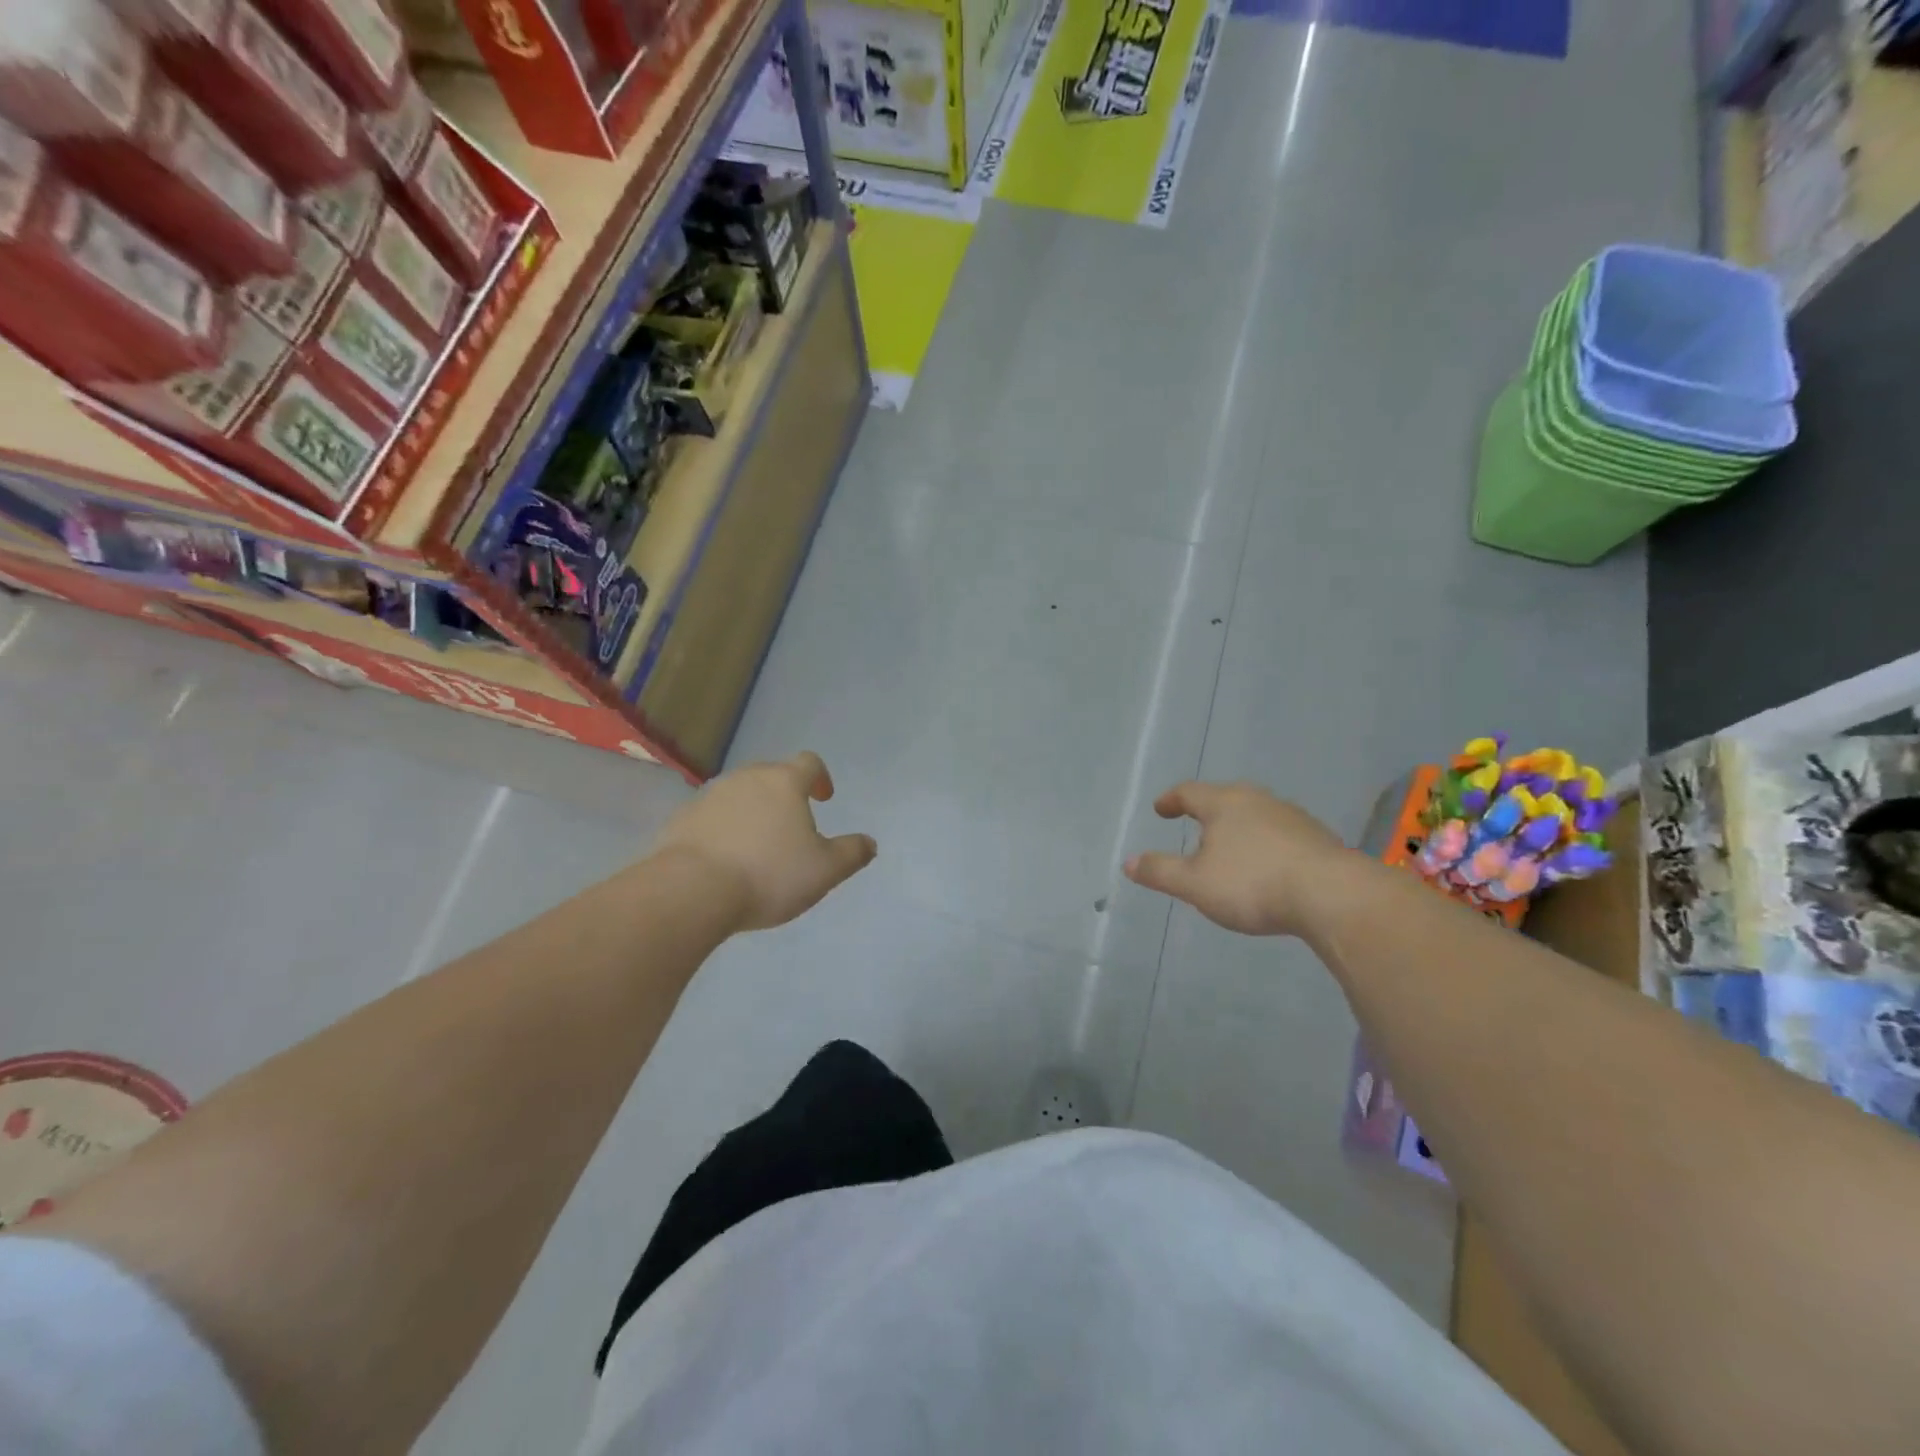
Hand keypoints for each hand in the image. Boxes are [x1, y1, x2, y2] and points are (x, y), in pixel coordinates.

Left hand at [655, 752, 876, 930]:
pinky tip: (725, 860)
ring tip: (758, 846)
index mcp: (784, 782)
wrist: (691, 891)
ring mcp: (709, 796)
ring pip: (739, 794)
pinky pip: (711, 817)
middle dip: (785, 794)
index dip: (820, 777)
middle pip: (772, 775)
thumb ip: (852, 853)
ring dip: (752, 811)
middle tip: (792, 825)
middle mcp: (746, 778)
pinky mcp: (681, 819)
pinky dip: (723, 829)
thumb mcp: (825, 870)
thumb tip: (869, 843)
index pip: (809, 762)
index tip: (823, 798)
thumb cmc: (769, 874)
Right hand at [1124, 781, 1358, 936]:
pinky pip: (1280, 833)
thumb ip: (1160, 871)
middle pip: (1226, 797)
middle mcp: (1258, 800)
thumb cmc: (1252, 884)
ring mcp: (1292, 817)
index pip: (1190, 792)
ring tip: (1231, 847)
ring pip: (1256, 814)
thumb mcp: (1195, 884)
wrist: (1332, 896)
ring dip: (1239, 827)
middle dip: (1208, 810)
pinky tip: (1267, 864)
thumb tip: (1128, 862)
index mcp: (1224, 804)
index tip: (1161, 809)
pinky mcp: (1318, 838)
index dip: (1171, 800)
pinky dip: (1265, 843)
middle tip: (1195, 824)